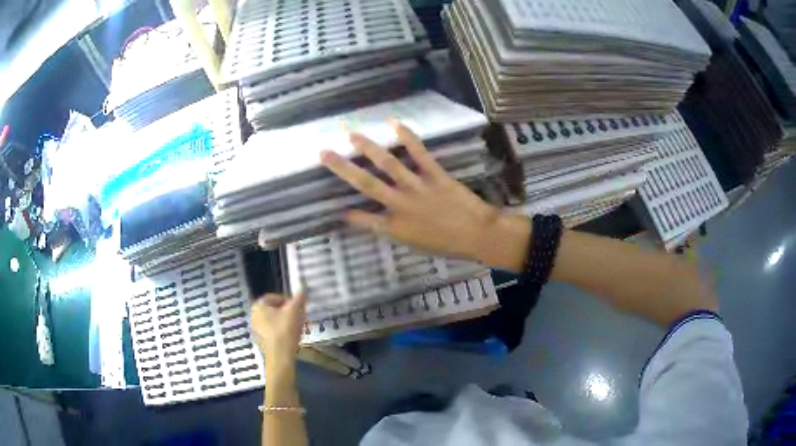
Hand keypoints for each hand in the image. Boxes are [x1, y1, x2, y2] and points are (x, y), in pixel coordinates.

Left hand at [250, 293, 306, 371]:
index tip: (299, 308)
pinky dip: (282, 331)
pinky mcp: (261, 340)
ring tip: (298, 328)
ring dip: (287, 322)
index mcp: (258, 305)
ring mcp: (256, 329)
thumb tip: (302, 291)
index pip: (275, 297)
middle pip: (275, 309)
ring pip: (275, 321)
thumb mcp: (294, 311)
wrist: (280, 357)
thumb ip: (299, 299)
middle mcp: (254, 315)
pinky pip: (273, 331)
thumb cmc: (284, 331)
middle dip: (289, 312)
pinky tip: (292, 337)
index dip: (289, 301)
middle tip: (300, 317)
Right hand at [319, 121, 504, 261]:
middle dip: (342, 168)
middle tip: (324, 153)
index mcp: (394, 227)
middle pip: (365, 184)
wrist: (478, 234)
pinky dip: (407, 137)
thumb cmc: (448, 244)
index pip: (364, 220)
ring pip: (387, 164)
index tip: (336, 208)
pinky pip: (418, 153)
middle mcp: (400, 205)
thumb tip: (379, 220)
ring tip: (352, 134)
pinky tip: (395, 123)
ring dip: (368, 147)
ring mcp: (416, 187)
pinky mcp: (434, 174)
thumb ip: (396, 231)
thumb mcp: (416, 245)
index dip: (350, 214)